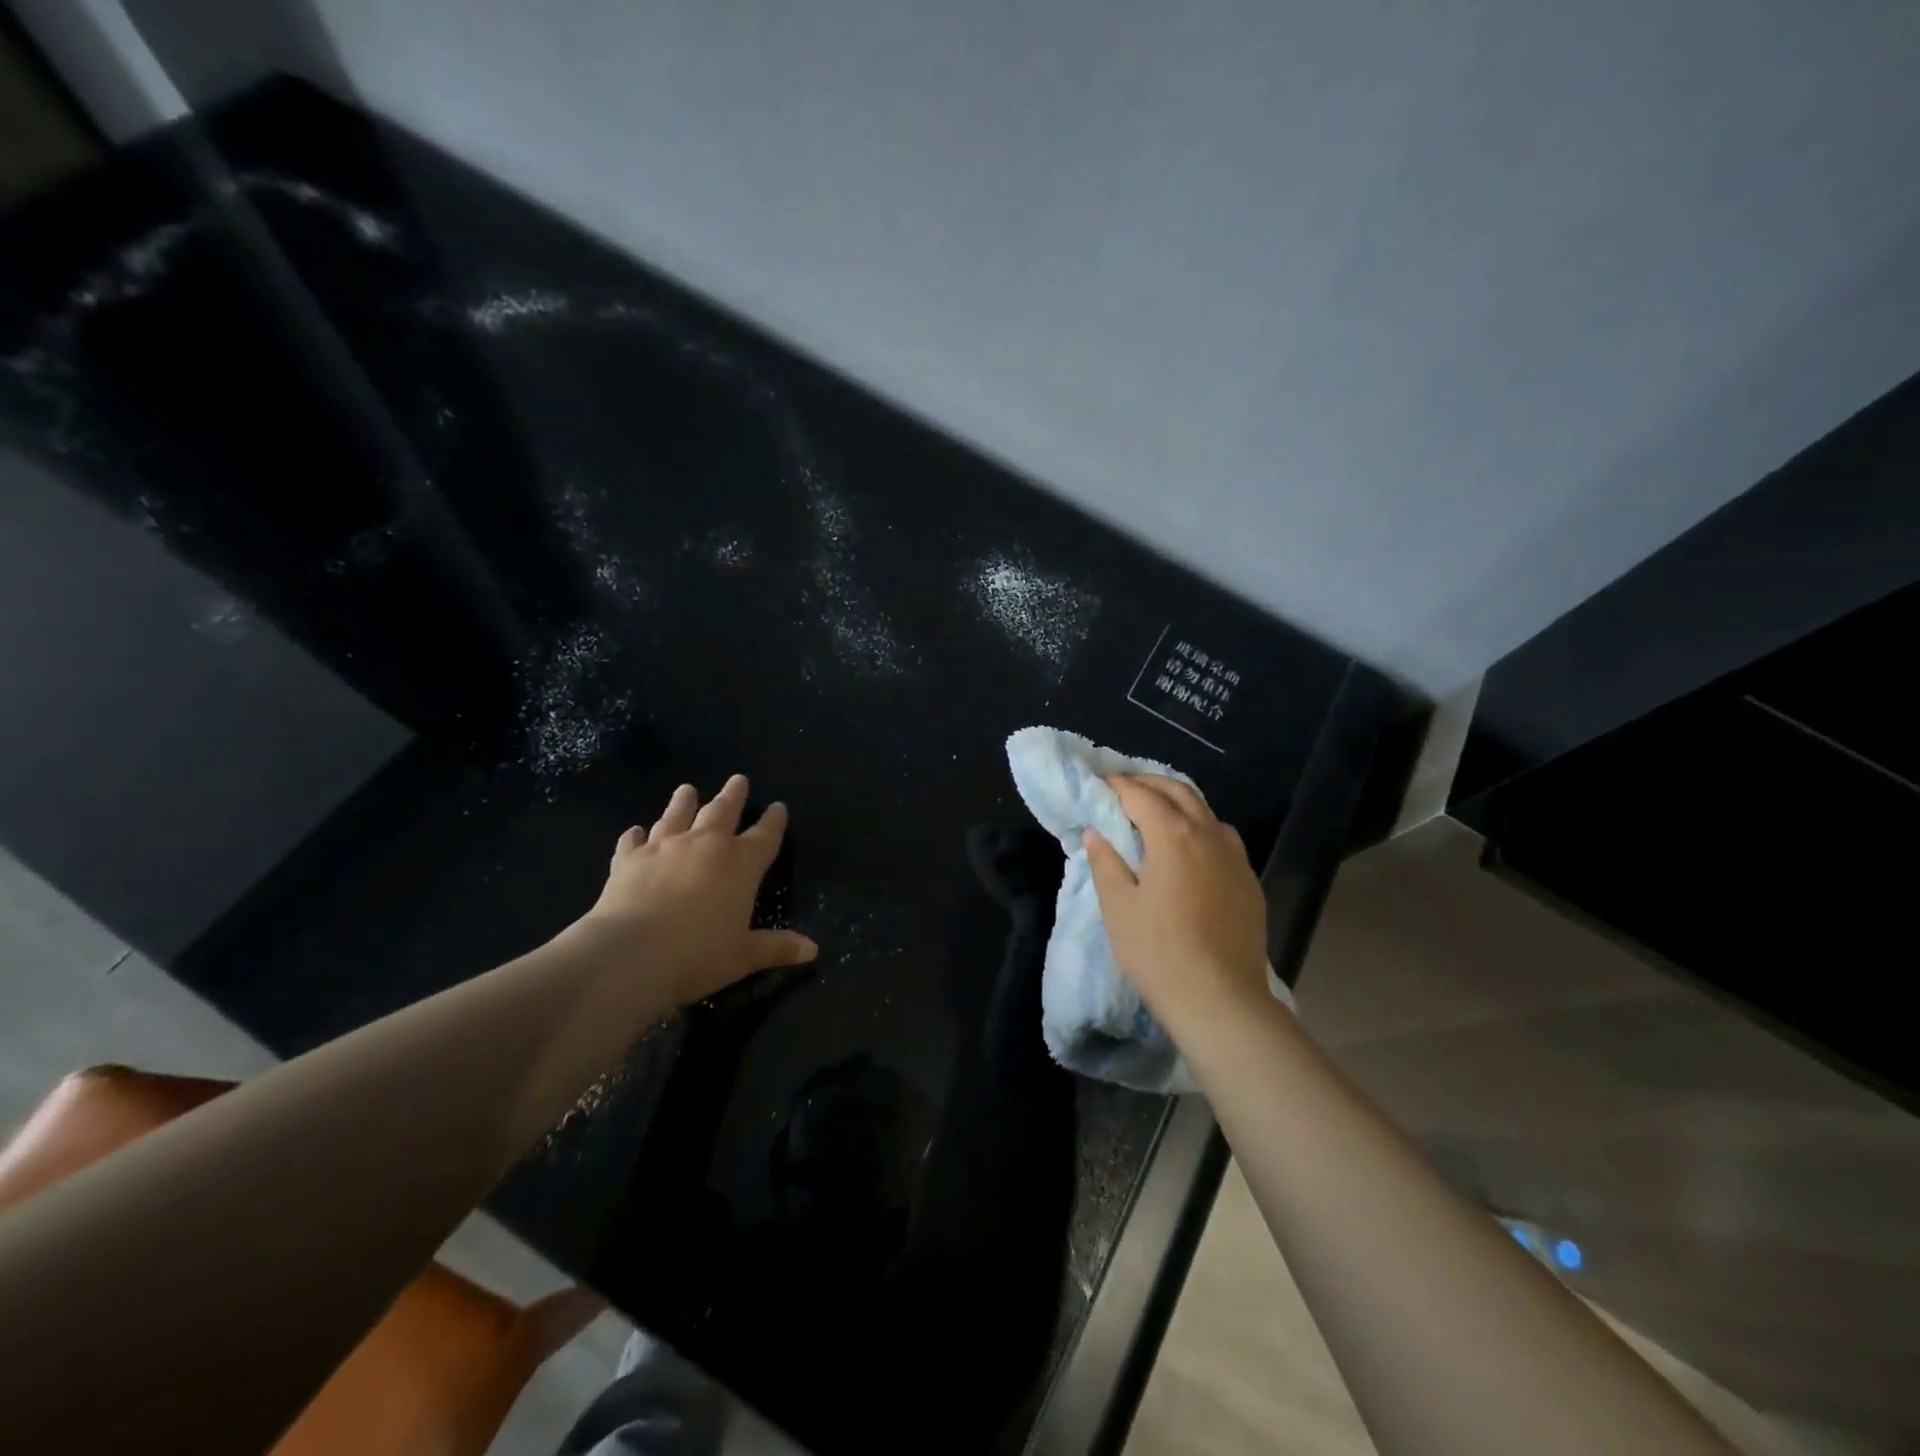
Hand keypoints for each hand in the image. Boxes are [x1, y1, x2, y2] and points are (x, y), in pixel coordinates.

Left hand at [572, 774, 817, 1006]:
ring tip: (687, 789)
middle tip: (738, 780)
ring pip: (677, 815)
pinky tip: (635, 832)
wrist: (628, 956)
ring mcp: (664, 848)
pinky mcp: (628, 860)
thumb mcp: (743, 956)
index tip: (778, 807)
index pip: (765, 835)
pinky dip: (636, 835)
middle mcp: (705, 845)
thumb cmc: (697, 956)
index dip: (774, 821)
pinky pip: (633, 841)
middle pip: (723, 811)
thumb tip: (812, 949)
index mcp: (741, 864)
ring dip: (684, 802)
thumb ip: (776, 948)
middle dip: (733, 795)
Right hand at [1083, 774, 1268, 1027]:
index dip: (1117, 785)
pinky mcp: (1249, 880)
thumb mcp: (1118, 907)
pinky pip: (1223, 838)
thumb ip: (1105, 862)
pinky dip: (1200, 827)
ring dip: (1178, 802)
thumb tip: (1096, 832)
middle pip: (1178, 791)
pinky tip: (1188, 849)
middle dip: (1149, 783)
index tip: (1099, 783)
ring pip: (1205, 811)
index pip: (1141, 795)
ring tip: (1155, 813)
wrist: (1221, 1000)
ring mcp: (1235, 857)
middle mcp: (1208, 834)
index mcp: (1172, 835)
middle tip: (1123, 789)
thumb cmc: (1158, 952)